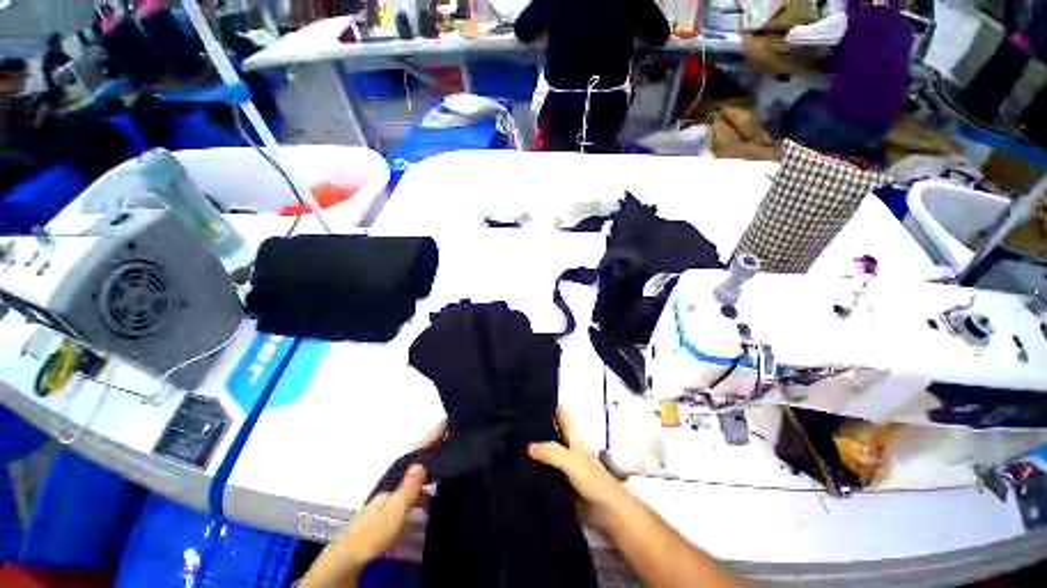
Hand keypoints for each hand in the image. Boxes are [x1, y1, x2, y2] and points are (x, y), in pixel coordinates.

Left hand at [301, 422, 444, 587]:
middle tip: (453, 436)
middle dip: (434, 446)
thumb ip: (408, 488)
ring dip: (432, 464)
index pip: (417, 451)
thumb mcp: (394, 511)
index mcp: (396, 476)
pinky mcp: (394, 505)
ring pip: (417, 472)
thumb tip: (421, 464)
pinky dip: (427, 485)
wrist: (351, 556)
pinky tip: (433, 493)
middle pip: (418, 458)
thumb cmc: (373, 532)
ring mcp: (394, 492)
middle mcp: (395, 479)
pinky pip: (416, 488)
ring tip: (449, 461)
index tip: (446, 421)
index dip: (432, 437)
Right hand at [528, 406, 625, 533]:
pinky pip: (546, 478)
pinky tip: (523, 476)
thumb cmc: (592, 480)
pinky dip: (536, 475)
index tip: (544, 400)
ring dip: (537, 455)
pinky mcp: (562, 489)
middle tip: (521, 424)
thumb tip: (529, 446)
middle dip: (542, 431)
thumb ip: (551, 452)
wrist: (605, 513)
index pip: (565, 422)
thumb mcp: (571, 460)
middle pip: (555, 438)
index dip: (558, 411)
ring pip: (549, 459)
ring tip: (516, 448)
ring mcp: (566, 472)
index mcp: (575, 442)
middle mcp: (570, 454)